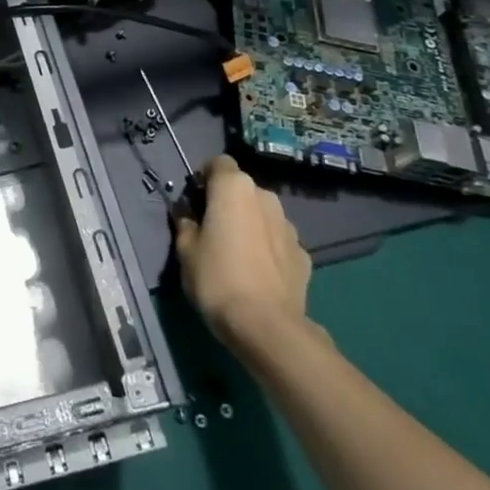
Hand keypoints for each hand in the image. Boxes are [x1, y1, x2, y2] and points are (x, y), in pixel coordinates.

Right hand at [174, 155, 316, 361]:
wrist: (267, 326)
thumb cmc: (217, 277)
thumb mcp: (185, 249)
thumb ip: (186, 224)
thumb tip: (190, 217)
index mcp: (234, 187)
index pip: (218, 163)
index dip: (204, 178)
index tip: (195, 202)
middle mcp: (265, 197)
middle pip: (242, 189)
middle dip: (228, 202)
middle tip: (212, 229)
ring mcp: (289, 226)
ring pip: (263, 214)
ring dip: (250, 224)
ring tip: (237, 254)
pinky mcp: (304, 255)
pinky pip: (279, 241)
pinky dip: (268, 249)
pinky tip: (259, 274)